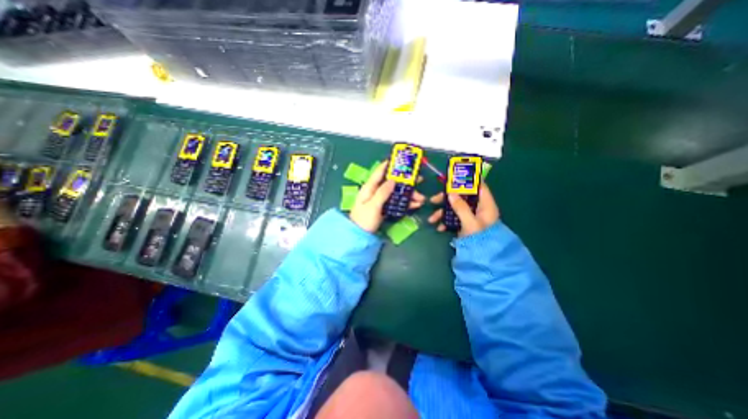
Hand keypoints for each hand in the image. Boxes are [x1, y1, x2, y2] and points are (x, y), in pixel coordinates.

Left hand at [347, 160, 422, 231]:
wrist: (360, 236)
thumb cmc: (364, 220)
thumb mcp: (373, 205)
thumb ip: (382, 192)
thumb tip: (392, 180)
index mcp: (369, 188)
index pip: (379, 173)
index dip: (388, 165)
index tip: (399, 159)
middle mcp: (375, 192)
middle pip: (392, 183)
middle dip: (405, 182)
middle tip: (419, 179)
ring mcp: (381, 200)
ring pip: (396, 193)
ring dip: (409, 195)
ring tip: (421, 198)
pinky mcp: (385, 208)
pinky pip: (396, 202)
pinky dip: (406, 203)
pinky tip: (415, 205)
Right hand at [430, 183, 498, 236]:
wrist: (483, 257)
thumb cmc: (481, 239)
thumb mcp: (470, 223)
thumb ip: (461, 207)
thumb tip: (450, 193)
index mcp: (485, 204)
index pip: (478, 186)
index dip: (466, 180)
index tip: (452, 178)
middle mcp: (478, 207)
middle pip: (462, 196)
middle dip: (446, 199)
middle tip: (433, 200)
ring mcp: (470, 215)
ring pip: (455, 207)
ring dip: (442, 212)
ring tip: (431, 220)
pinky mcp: (464, 223)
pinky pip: (454, 218)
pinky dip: (446, 221)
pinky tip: (440, 228)